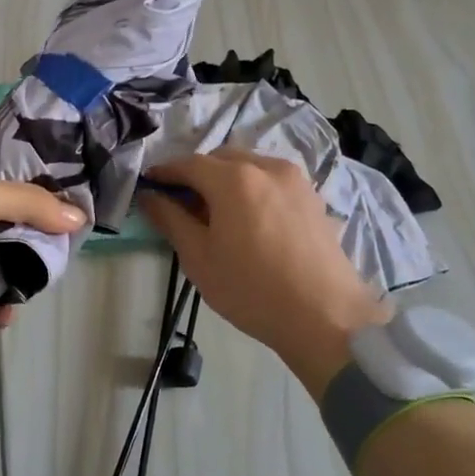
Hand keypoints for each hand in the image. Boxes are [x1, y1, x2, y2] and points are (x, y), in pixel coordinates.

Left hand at [0, 142, 84, 342]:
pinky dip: (2, 298)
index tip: (72, 148)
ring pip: (7, 244)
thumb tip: (77, 218)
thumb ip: (27, 201)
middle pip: (13, 198)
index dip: (33, 142)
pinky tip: (8, 310)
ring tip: (46, 273)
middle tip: (76, 222)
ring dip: (26, 262)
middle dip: (42, 212)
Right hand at [139, 151, 386, 396]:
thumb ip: (170, 219)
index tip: (149, 185)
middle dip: (197, 173)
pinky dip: (252, 187)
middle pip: (221, 158)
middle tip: (181, 202)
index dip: (165, 172)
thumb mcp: (199, 258)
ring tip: (216, 211)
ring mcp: (295, 180)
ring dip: (226, 178)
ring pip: (250, 166)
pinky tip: (248, 218)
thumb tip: (149, 196)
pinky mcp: (313, 197)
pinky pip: (272, 180)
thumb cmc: (251, 289)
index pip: (188, 164)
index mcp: (234, 178)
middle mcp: (266, 167)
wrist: (325, 316)